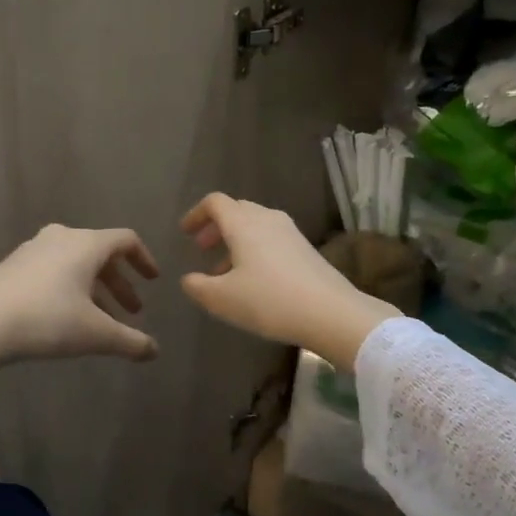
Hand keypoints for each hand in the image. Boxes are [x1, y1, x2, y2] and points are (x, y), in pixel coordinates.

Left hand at [0, 224, 160, 369]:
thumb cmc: (47, 320)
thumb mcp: (96, 334)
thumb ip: (130, 341)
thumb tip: (154, 351)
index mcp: (86, 244)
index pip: (126, 240)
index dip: (144, 259)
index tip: (153, 280)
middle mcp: (62, 237)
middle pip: (101, 254)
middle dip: (120, 283)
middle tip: (133, 311)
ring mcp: (33, 249)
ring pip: (76, 264)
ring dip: (95, 289)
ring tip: (102, 321)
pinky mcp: (13, 265)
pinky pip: (54, 270)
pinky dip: (71, 288)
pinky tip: (67, 317)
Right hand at [180, 194, 398, 372]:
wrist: (330, 312)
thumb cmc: (268, 301)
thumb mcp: (222, 299)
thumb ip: (197, 287)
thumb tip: (188, 279)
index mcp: (243, 224)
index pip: (215, 203)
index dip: (196, 214)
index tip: (185, 232)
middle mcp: (267, 219)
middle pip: (237, 210)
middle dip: (216, 227)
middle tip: (202, 249)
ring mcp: (291, 233)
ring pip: (256, 226)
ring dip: (235, 242)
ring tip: (224, 272)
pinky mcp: (306, 249)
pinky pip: (272, 240)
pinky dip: (255, 251)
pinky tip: (253, 280)